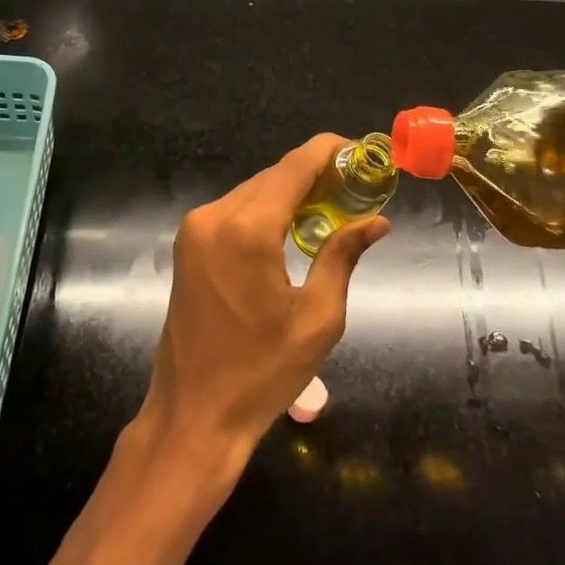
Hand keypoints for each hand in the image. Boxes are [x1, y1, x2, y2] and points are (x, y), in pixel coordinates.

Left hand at [135, 135, 388, 462]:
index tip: (359, 151)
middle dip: (313, 174)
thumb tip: (377, 221)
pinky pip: (234, 211)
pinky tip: (292, 227)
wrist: (193, 414)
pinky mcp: (188, 244)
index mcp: (246, 229)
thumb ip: (343, 256)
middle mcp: (214, 216)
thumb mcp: (317, 318)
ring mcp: (195, 229)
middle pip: (272, 176)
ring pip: (253, 191)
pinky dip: (265, 210)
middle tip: (355, 187)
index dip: (327, 151)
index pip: (293, 167)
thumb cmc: (262, 373)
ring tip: (331, 206)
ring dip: (289, 192)